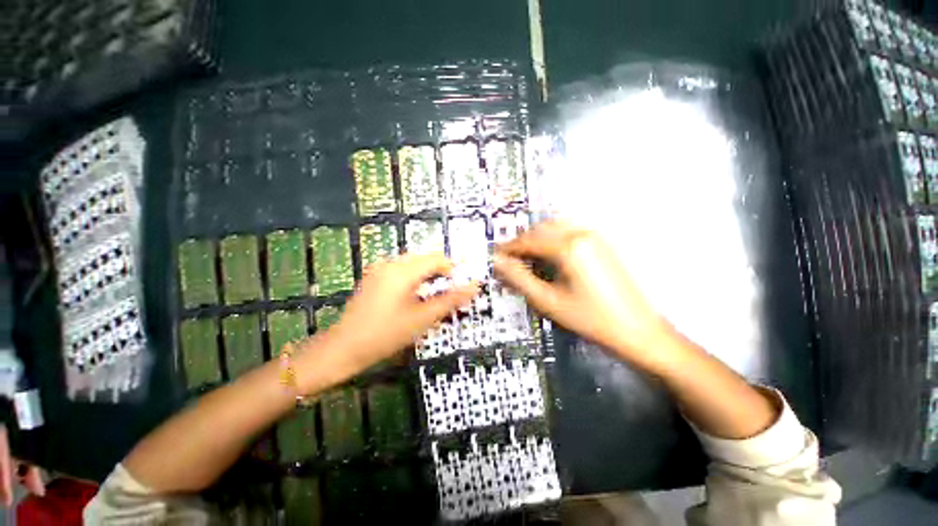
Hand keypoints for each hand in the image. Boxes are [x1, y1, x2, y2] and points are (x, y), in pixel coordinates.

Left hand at [312, 254, 477, 379]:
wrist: (344, 348)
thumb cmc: (386, 334)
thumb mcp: (423, 318)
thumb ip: (451, 300)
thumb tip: (475, 286)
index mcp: (403, 270)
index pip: (437, 259)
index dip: (454, 269)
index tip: (463, 284)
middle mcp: (391, 263)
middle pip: (426, 258)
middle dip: (441, 272)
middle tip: (452, 291)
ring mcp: (380, 269)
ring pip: (414, 263)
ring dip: (429, 275)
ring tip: (437, 293)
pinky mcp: (375, 277)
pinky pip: (402, 270)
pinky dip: (415, 278)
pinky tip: (417, 294)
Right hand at [494, 221, 677, 367]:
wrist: (637, 330)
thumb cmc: (591, 319)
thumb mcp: (548, 301)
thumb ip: (519, 278)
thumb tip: (497, 262)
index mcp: (569, 247)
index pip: (528, 241)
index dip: (508, 248)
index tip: (495, 255)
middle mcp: (582, 234)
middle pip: (541, 229)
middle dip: (522, 242)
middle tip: (509, 258)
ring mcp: (595, 236)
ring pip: (555, 227)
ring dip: (537, 238)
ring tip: (526, 256)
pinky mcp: (602, 243)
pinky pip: (570, 231)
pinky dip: (553, 238)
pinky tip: (549, 255)